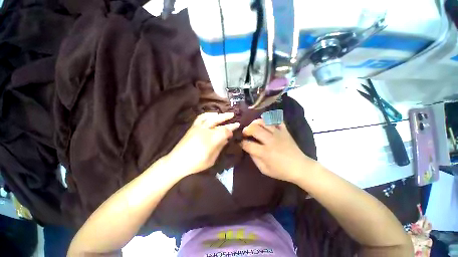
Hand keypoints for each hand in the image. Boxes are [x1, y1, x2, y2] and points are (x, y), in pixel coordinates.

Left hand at [167, 112, 239, 176]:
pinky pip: (201, 117)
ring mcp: (198, 127)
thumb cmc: (196, 163)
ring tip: (223, 114)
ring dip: (218, 114)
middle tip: (233, 115)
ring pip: (209, 117)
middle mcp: (205, 130)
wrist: (177, 162)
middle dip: (226, 117)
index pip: (225, 130)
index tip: (236, 127)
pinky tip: (211, 115)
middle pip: (218, 121)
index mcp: (211, 139)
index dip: (231, 128)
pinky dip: (207, 114)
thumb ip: (220, 147)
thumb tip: (226, 139)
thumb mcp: (212, 159)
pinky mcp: (193, 127)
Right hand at [240, 119, 315, 183]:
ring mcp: (278, 134)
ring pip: (264, 122)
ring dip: (255, 122)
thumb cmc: (281, 171)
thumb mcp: (264, 170)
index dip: (241, 143)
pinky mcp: (285, 131)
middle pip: (254, 129)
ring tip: (253, 126)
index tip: (240, 142)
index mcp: (265, 152)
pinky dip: (270, 119)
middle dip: (246, 129)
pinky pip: (277, 120)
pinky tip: (266, 123)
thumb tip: (248, 148)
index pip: (248, 144)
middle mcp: (270, 140)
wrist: (300, 167)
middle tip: (245, 133)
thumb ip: (254, 158)